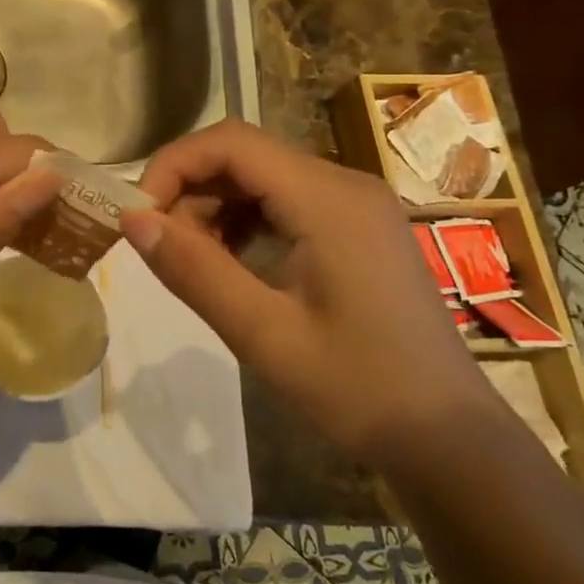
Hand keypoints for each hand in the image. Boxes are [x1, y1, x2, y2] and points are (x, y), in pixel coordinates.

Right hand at [123, 120, 494, 470]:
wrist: (450, 441)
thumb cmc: (359, 389)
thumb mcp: (264, 334)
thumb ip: (194, 271)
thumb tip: (132, 220)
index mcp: (327, 199)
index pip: (231, 142)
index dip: (173, 165)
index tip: (139, 216)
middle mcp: (344, 184)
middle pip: (245, 155)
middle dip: (191, 190)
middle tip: (163, 249)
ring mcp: (355, 204)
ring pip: (262, 177)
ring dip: (215, 207)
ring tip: (195, 262)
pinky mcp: (357, 228)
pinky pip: (285, 201)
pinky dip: (245, 221)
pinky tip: (233, 265)